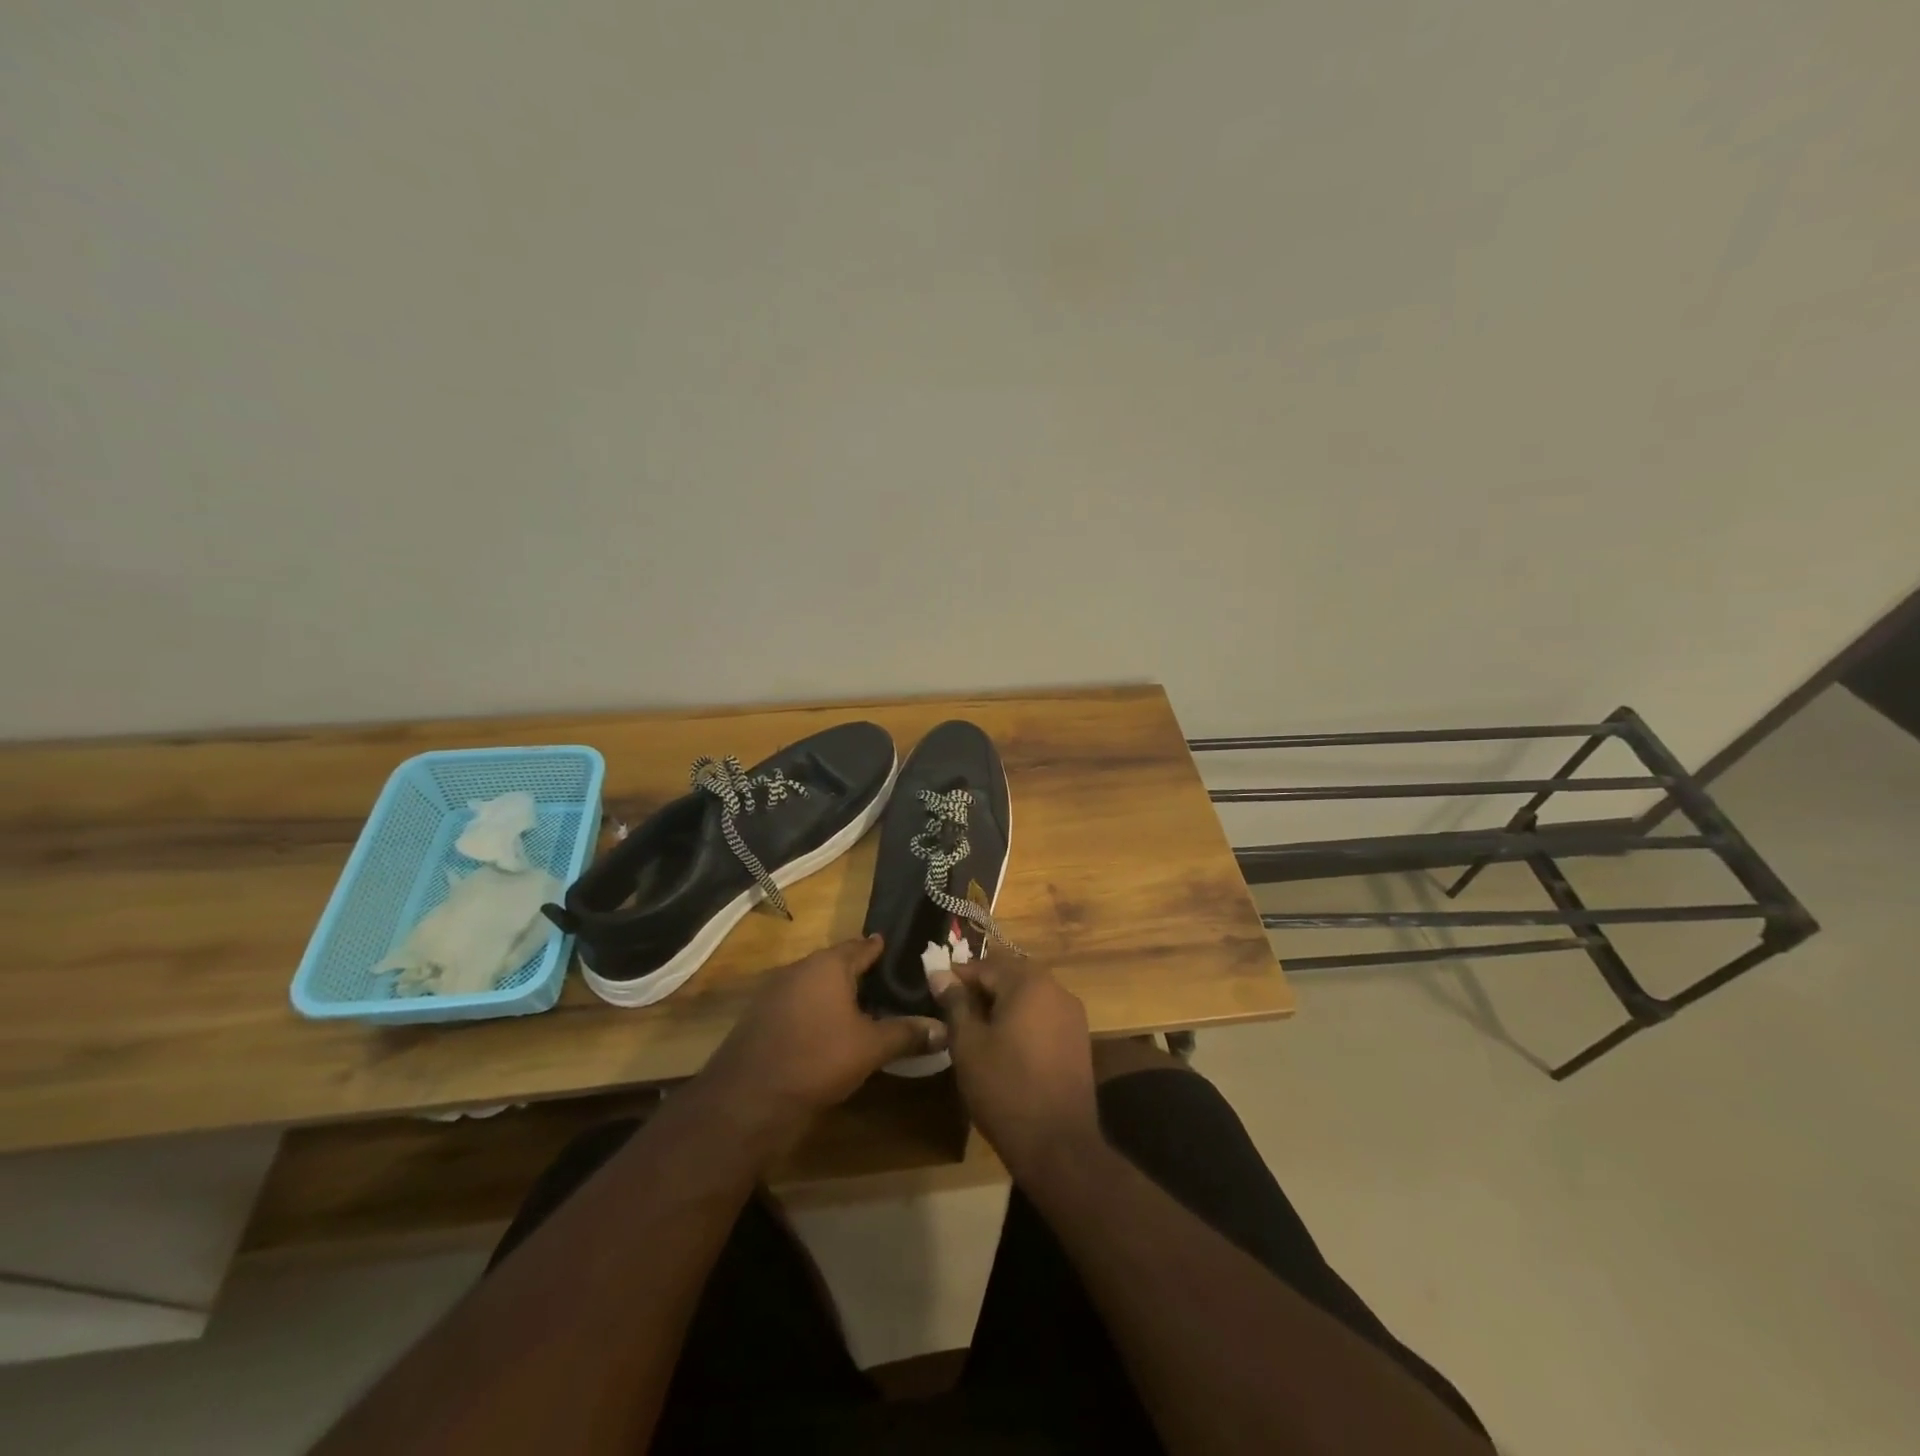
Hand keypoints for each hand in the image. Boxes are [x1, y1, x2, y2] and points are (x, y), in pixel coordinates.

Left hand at [703, 936, 945, 1139]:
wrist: (748, 1099)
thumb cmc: (817, 1060)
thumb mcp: (870, 1048)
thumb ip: (907, 1034)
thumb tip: (945, 1028)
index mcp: (828, 965)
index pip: (862, 946)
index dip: (881, 950)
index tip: (901, 953)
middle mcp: (800, 969)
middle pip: (837, 964)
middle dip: (861, 973)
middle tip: (890, 984)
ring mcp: (775, 992)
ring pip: (815, 985)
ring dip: (837, 993)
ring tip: (865, 1008)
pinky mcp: (761, 1018)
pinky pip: (798, 1004)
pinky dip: (817, 1011)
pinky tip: (831, 1031)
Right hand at [929, 956, 1100, 1180]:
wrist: (1058, 1144)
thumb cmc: (1005, 1088)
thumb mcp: (968, 1044)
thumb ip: (955, 1003)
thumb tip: (940, 973)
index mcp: (1029, 982)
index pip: (985, 966)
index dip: (956, 976)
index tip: (934, 990)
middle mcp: (1056, 988)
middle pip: (1010, 976)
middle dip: (980, 989)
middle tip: (952, 1010)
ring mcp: (1072, 1014)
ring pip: (1028, 996)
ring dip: (1002, 1004)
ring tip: (975, 1029)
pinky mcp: (1079, 1039)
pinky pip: (1043, 1015)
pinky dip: (1022, 1020)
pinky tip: (1005, 1045)